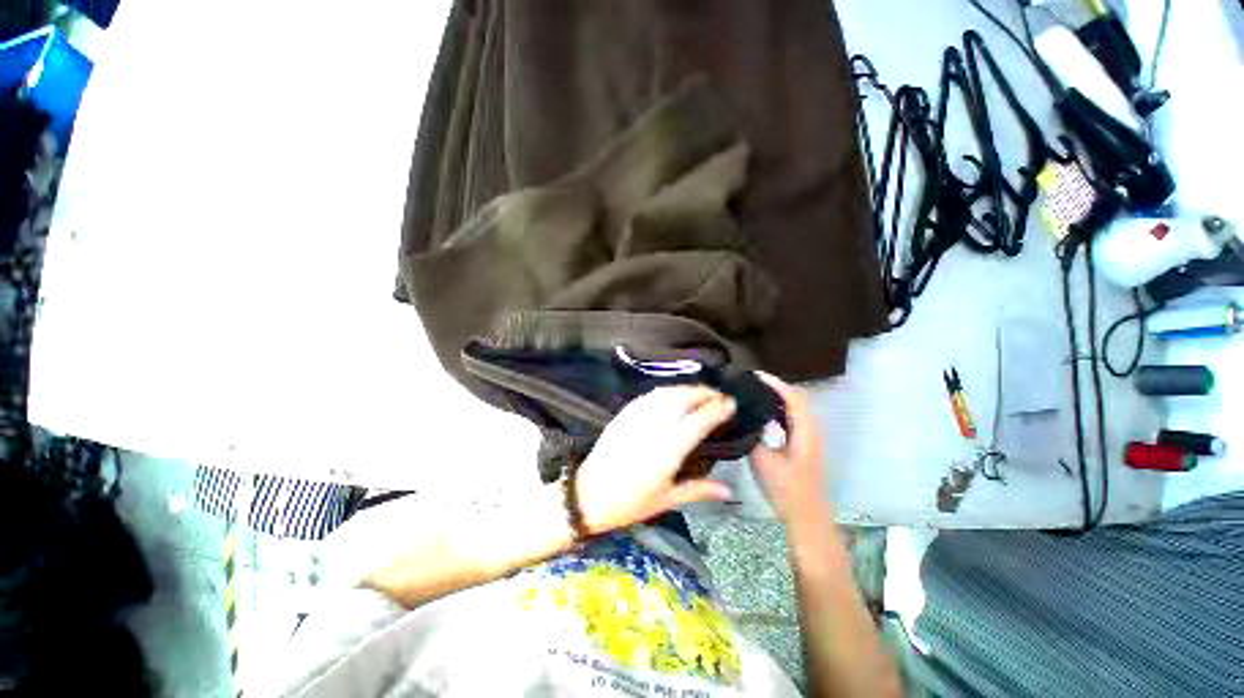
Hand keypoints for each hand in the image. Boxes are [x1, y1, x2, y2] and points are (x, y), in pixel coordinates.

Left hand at [575, 386, 736, 534]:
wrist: (587, 494)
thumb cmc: (629, 503)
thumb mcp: (666, 500)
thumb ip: (698, 490)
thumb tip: (728, 490)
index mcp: (667, 450)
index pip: (698, 420)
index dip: (717, 408)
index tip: (731, 403)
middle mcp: (654, 428)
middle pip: (683, 399)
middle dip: (704, 392)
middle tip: (719, 396)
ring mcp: (636, 417)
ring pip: (666, 393)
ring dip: (687, 389)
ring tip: (700, 393)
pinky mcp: (624, 414)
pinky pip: (650, 395)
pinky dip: (667, 391)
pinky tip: (673, 395)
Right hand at [750, 372, 827, 523]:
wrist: (806, 517)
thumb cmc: (786, 489)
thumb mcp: (762, 460)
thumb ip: (753, 434)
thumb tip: (742, 416)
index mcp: (805, 430)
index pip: (792, 397)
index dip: (774, 383)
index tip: (753, 375)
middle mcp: (811, 429)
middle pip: (795, 399)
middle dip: (773, 387)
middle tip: (749, 382)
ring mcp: (809, 437)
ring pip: (794, 409)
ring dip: (776, 398)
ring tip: (752, 393)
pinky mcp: (804, 445)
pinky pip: (791, 419)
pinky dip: (778, 410)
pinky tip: (762, 413)